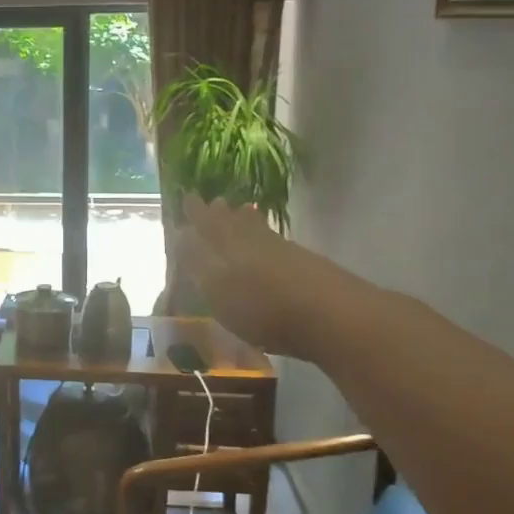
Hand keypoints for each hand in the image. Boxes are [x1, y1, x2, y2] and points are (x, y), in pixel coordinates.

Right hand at [175, 193, 342, 357]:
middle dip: (222, 214)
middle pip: (236, 222)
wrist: (332, 316)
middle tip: (216, 202)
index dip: (197, 213)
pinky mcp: (306, 265)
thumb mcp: (218, 291)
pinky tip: (269, 246)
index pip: (207, 223)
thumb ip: (198, 264)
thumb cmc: (263, 308)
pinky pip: (275, 242)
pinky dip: (266, 238)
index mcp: (229, 245)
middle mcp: (255, 241)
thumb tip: (182, 238)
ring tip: (241, 213)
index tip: (189, 197)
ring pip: (258, 229)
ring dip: (246, 221)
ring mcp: (284, 251)